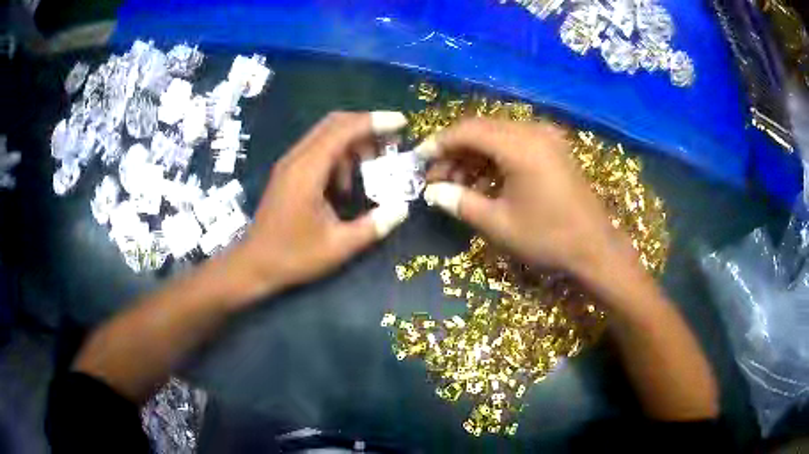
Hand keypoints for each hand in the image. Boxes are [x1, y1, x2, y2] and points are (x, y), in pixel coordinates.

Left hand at [223, 111, 410, 304]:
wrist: (254, 265)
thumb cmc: (293, 257)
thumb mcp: (338, 247)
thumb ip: (373, 226)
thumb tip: (403, 208)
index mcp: (307, 170)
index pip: (343, 129)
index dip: (375, 122)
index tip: (402, 123)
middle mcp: (296, 158)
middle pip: (334, 123)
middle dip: (367, 127)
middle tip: (392, 143)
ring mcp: (290, 164)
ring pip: (326, 135)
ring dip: (353, 144)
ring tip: (374, 166)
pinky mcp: (288, 173)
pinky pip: (318, 151)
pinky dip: (340, 157)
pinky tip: (346, 186)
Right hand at [417, 118, 632, 280]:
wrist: (595, 248)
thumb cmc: (548, 238)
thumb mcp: (498, 224)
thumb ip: (460, 203)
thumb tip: (432, 192)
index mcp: (519, 146)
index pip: (467, 131)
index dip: (439, 143)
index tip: (419, 160)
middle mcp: (533, 132)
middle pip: (481, 130)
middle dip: (454, 152)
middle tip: (436, 178)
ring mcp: (546, 139)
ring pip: (497, 137)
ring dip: (473, 157)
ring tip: (456, 184)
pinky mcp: (553, 150)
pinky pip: (515, 145)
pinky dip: (494, 160)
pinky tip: (483, 183)